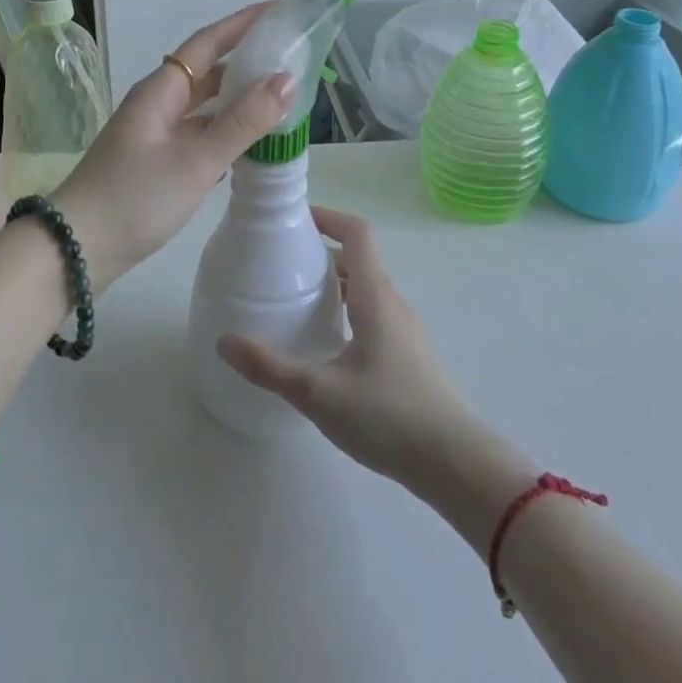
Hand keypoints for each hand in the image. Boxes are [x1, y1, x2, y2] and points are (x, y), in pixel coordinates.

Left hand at [53, 4, 292, 289]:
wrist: (75, 249)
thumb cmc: (134, 198)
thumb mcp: (196, 160)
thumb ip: (243, 121)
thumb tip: (287, 80)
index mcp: (161, 90)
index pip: (209, 42)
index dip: (244, 23)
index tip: (281, 9)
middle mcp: (158, 103)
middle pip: (208, 71)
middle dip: (248, 59)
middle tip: (292, 54)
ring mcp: (155, 133)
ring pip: (205, 105)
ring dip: (240, 97)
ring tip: (283, 94)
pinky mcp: (157, 162)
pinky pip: (200, 133)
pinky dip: (228, 130)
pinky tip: (253, 140)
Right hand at [218, 209, 501, 494]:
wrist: (457, 465)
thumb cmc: (390, 417)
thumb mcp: (321, 393)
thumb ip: (271, 368)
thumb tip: (224, 341)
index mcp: (375, 296)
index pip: (357, 233)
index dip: (327, 217)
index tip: (294, 221)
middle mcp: (392, 303)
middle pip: (357, 259)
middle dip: (319, 253)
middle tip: (279, 264)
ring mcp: (404, 330)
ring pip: (365, 288)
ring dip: (332, 283)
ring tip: (295, 301)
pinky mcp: (407, 355)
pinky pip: (372, 313)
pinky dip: (345, 309)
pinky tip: (324, 343)